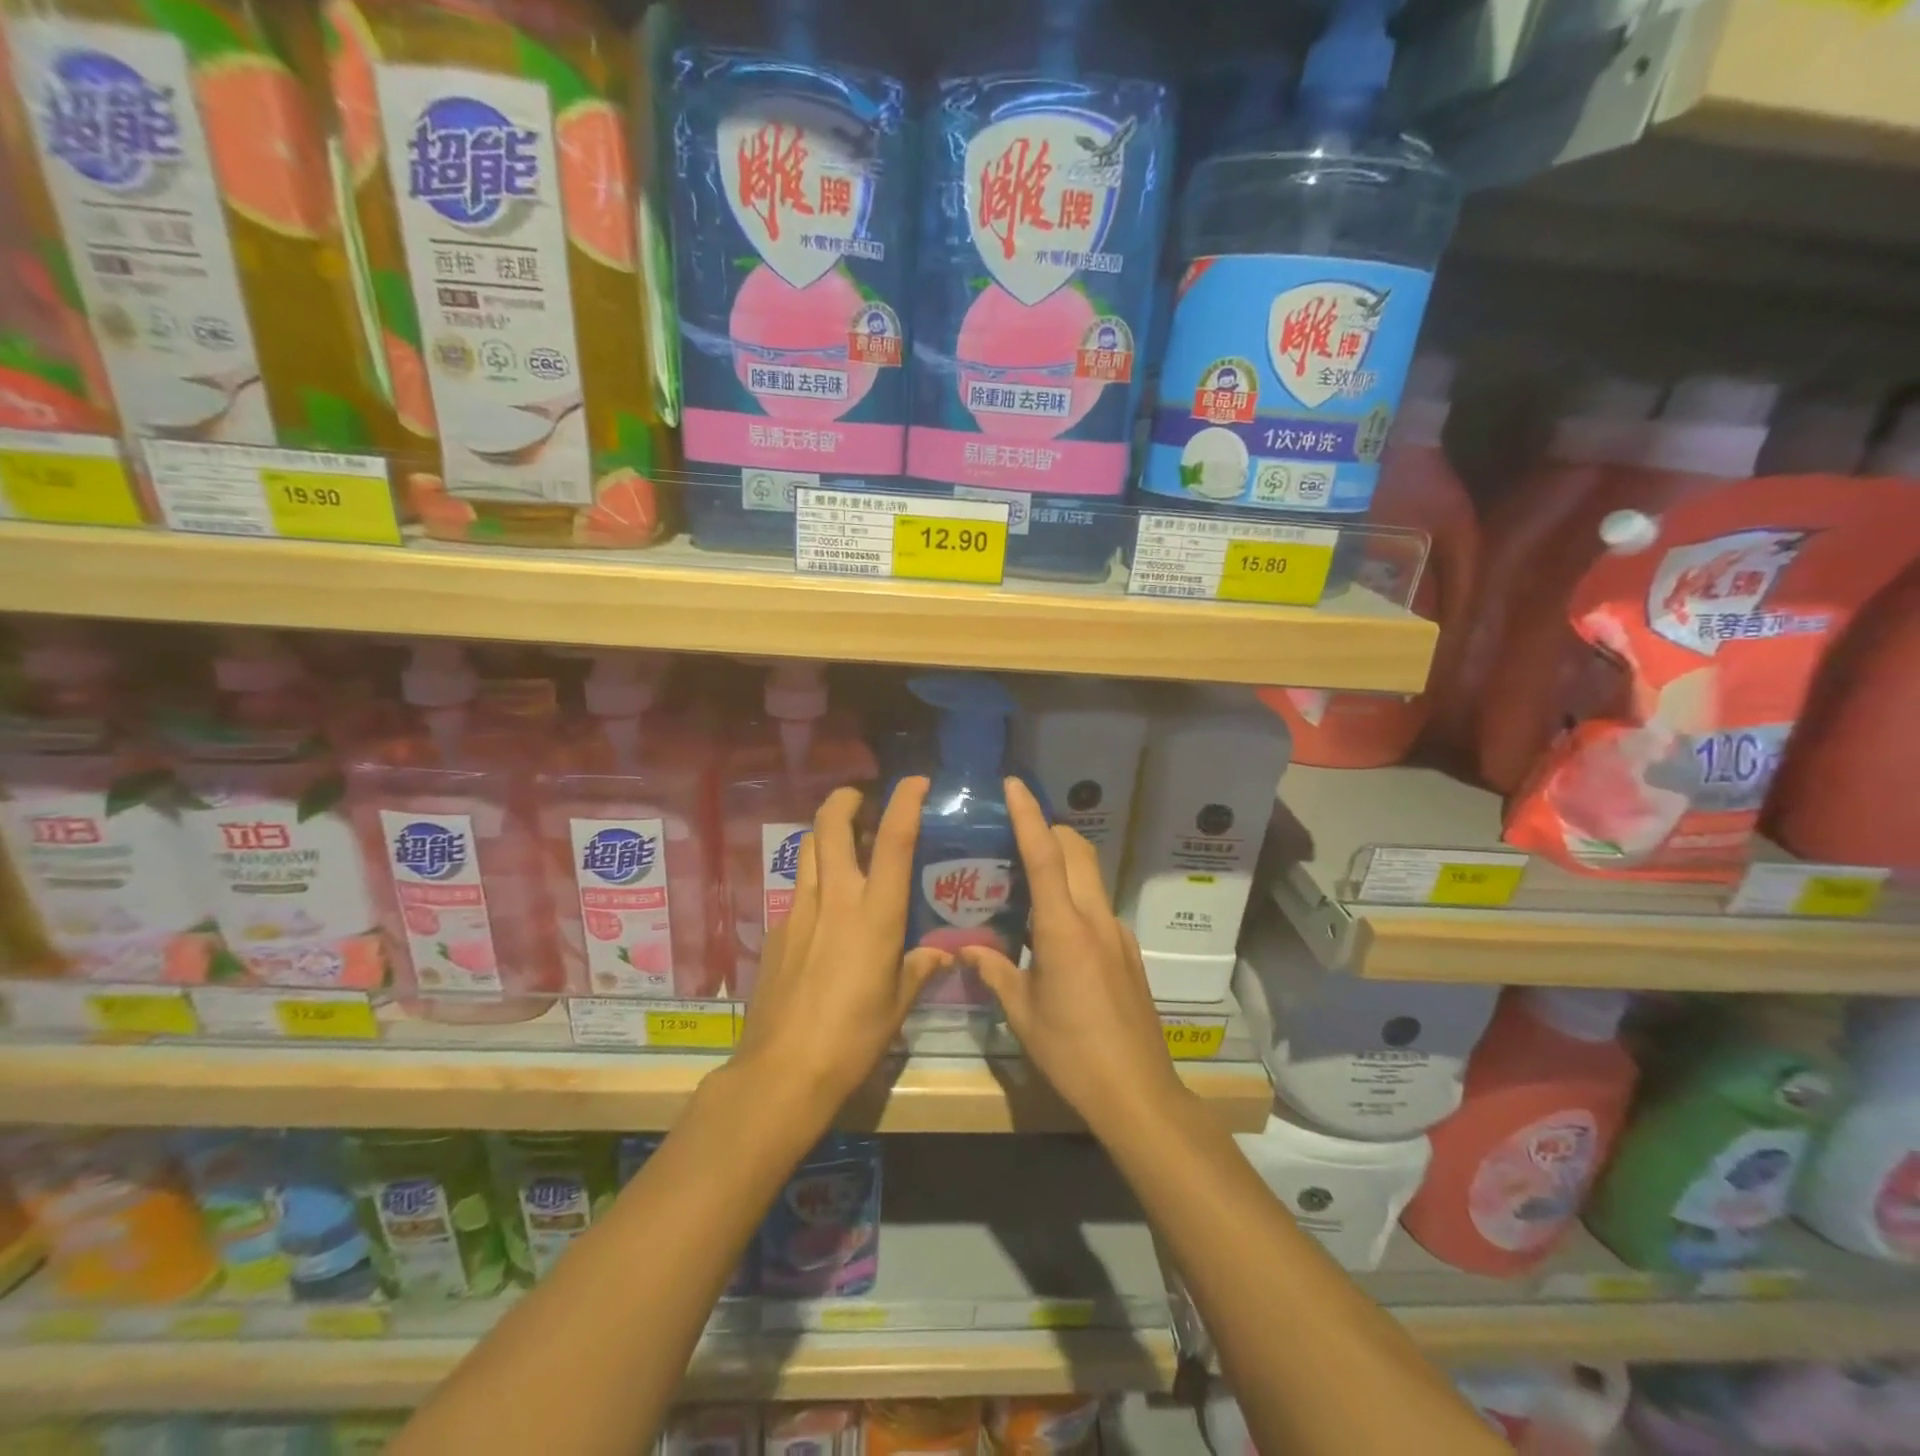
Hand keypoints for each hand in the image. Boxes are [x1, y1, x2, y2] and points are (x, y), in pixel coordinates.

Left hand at [734, 778, 948, 1113]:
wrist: (782, 1070)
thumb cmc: (853, 1037)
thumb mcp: (898, 1004)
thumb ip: (920, 969)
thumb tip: (942, 954)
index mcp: (875, 914)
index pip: (895, 840)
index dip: (906, 802)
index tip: (915, 781)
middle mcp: (835, 898)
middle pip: (832, 825)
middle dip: (846, 799)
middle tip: (863, 799)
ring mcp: (799, 910)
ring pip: (809, 849)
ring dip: (828, 833)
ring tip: (847, 844)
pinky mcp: (777, 929)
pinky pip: (799, 888)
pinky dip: (815, 879)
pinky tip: (826, 909)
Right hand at [960, 776, 1184, 1133]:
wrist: (1138, 1092)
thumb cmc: (1072, 1052)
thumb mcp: (1022, 1014)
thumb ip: (994, 972)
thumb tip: (966, 951)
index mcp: (1064, 929)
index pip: (1045, 855)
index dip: (1028, 816)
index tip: (1013, 786)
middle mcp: (1096, 919)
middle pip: (1077, 851)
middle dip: (1050, 829)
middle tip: (1014, 833)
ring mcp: (1118, 933)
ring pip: (1090, 876)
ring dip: (1063, 864)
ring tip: (1026, 881)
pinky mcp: (1128, 952)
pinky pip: (1098, 907)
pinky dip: (1074, 898)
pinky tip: (1053, 933)